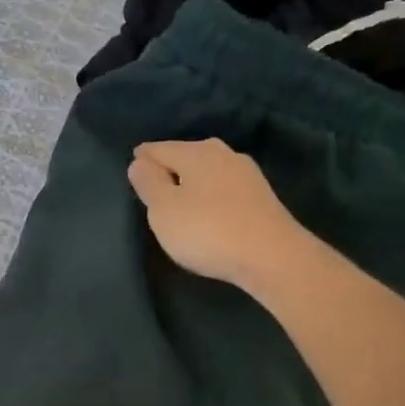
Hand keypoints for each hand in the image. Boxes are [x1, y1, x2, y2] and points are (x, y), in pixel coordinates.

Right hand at [127, 139, 312, 292]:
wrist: (272, 257)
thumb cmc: (207, 231)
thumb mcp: (163, 210)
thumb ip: (148, 183)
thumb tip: (139, 161)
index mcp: (196, 152)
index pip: (159, 148)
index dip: (142, 159)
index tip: (132, 168)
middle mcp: (223, 154)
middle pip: (186, 155)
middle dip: (169, 166)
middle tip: (153, 183)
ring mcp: (247, 174)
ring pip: (208, 170)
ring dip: (192, 180)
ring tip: (179, 197)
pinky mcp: (261, 197)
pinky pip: (224, 187)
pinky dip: (210, 194)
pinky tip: (208, 208)